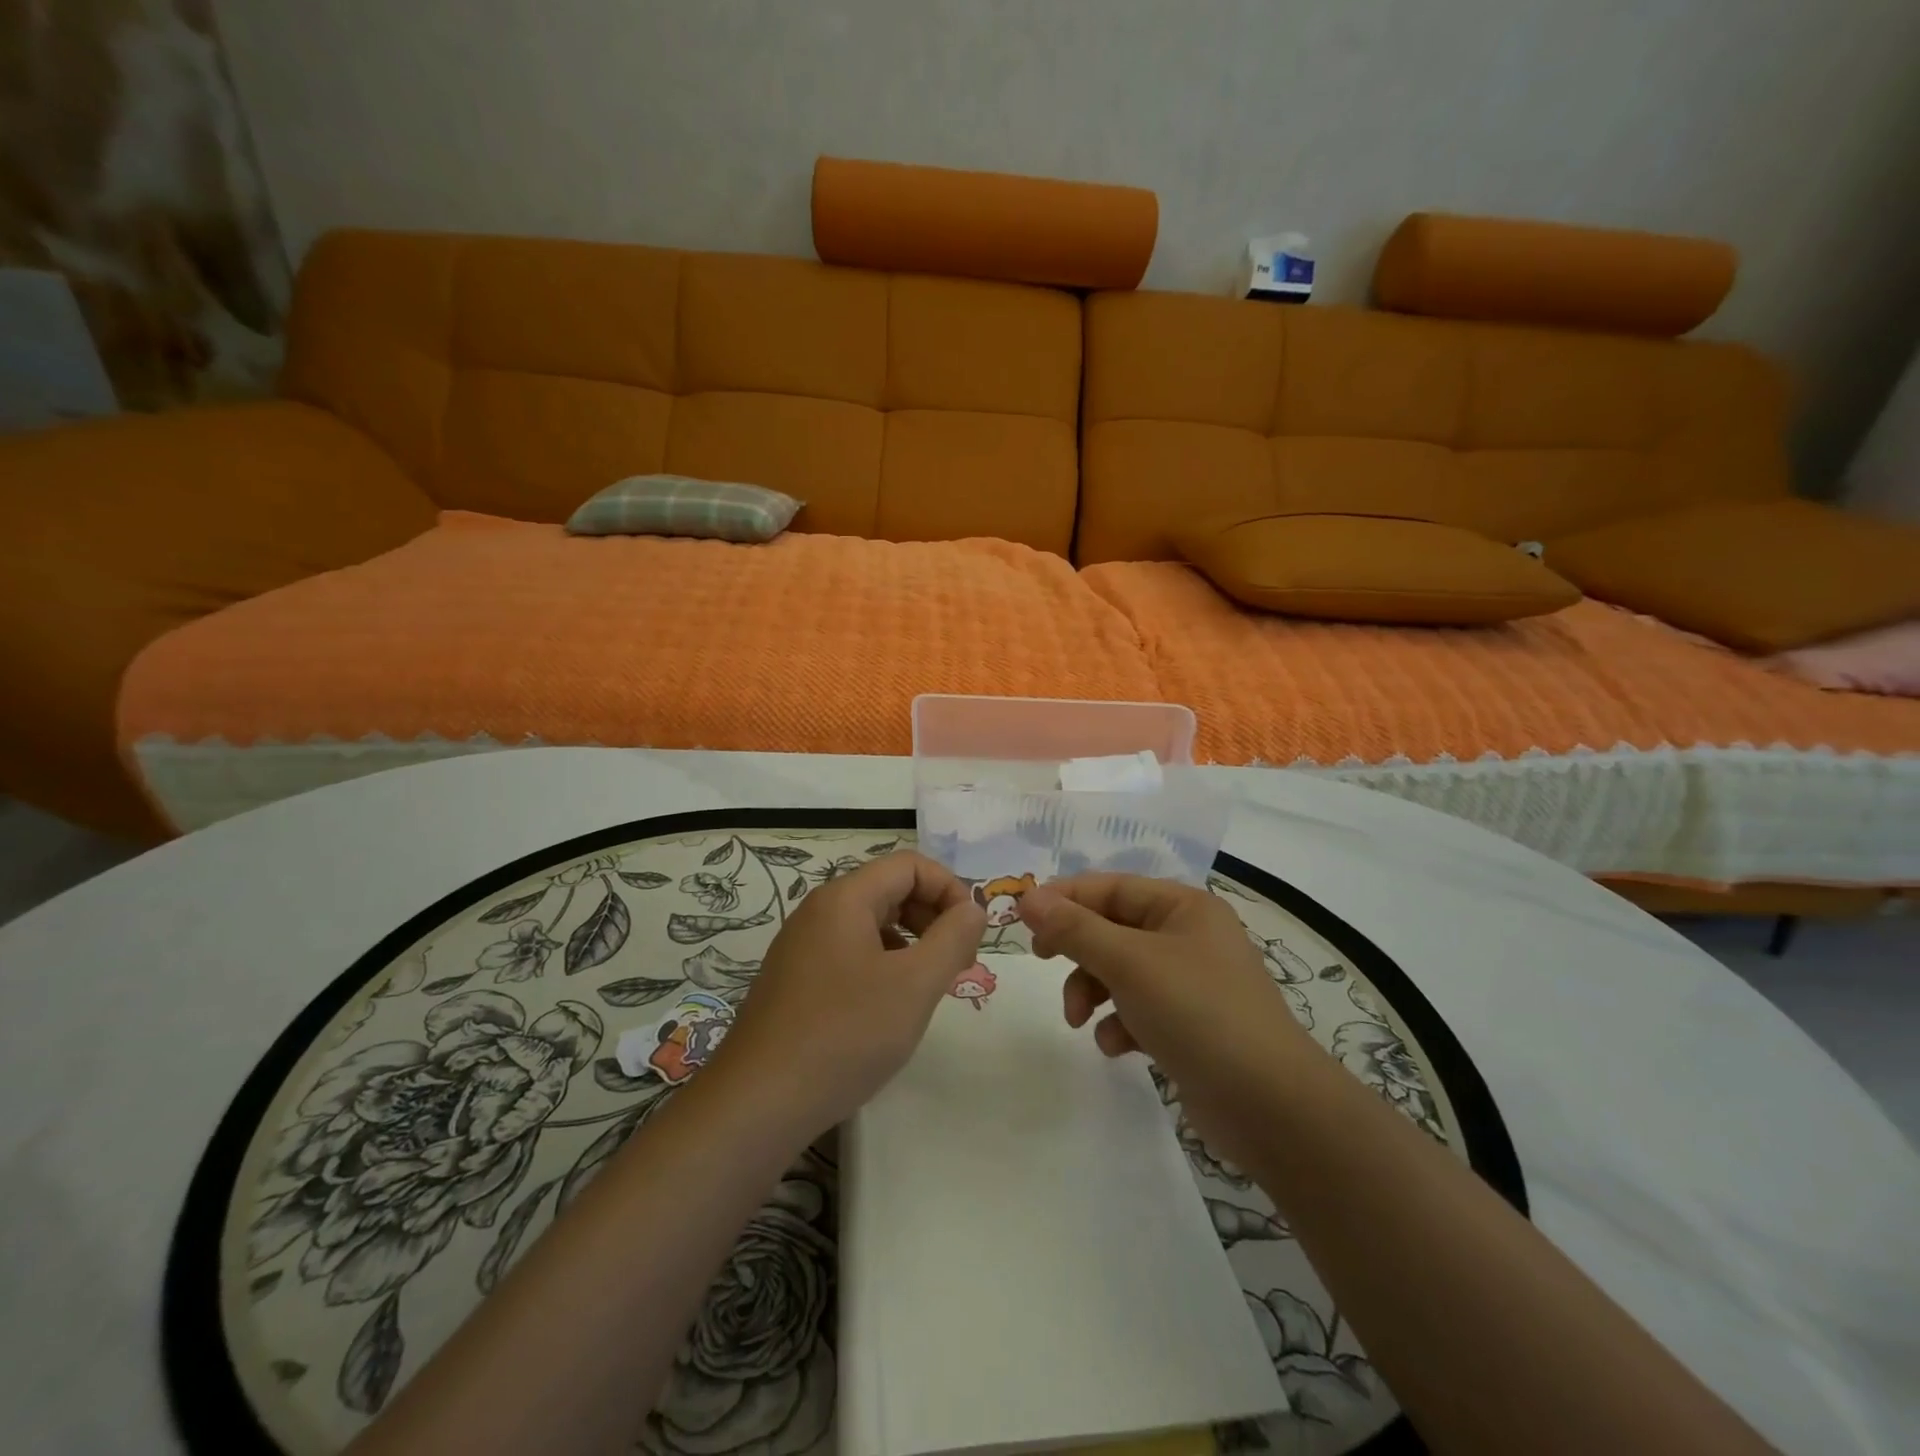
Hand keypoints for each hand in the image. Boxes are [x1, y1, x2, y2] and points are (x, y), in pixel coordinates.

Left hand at [702, 851, 985, 1139]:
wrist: (757, 1103)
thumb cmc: (845, 1034)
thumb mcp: (915, 985)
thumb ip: (953, 938)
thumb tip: (972, 908)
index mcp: (845, 898)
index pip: (909, 865)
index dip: (950, 889)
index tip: (971, 934)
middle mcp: (818, 911)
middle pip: (889, 890)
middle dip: (933, 916)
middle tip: (958, 962)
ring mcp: (802, 947)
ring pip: (871, 924)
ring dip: (911, 943)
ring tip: (929, 986)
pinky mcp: (795, 981)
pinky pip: (850, 953)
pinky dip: (883, 965)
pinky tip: (889, 1007)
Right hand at [1017, 874, 1313, 1162]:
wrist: (1270, 1106)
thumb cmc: (1198, 1012)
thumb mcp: (1129, 963)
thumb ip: (1075, 929)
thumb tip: (1027, 898)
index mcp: (1183, 907)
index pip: (1110, 887)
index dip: (1065, 898)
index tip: (1023, 920)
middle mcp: (1188, 937)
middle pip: (1113, 929)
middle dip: (1078, 950)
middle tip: (1043, 961)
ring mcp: (1190, 983)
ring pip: (1120, 971)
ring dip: (1092, 991)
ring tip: (1079, 1019)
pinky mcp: (1189, 1025)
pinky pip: (1138, 1009)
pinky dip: (1119, 1023)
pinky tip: (1118, 1046)